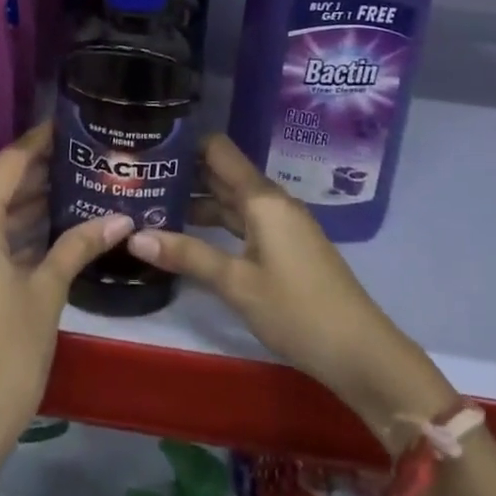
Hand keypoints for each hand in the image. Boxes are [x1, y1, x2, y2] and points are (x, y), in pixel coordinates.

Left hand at [0, 124, 131, 451]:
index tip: (64, 125)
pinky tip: (44, 230)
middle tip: (77, 158)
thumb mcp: (47, 291)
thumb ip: (79, 246)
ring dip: (24, 206)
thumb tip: (121, 218)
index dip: (37, 143)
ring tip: (69, 187)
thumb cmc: (9, 350)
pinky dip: (10, 233)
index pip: (8, 165)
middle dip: (36, 175)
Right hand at [125, 135, 455, 442]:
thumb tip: (134, 236)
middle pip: (223, 173)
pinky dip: (217, 223)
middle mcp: (271, 201)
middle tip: (139, 176)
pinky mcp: (285, 247)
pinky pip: (244, 221)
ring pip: (232, 200)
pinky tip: (190, 234)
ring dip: (197, 200)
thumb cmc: (297, 310)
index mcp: (262, 198)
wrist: (361, 352)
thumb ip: (187, 255)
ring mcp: (281, 224)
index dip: (185, 142)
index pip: (218, 150)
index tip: (149, 144)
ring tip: (153, 204)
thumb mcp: (237, 283)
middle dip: (184, 172)